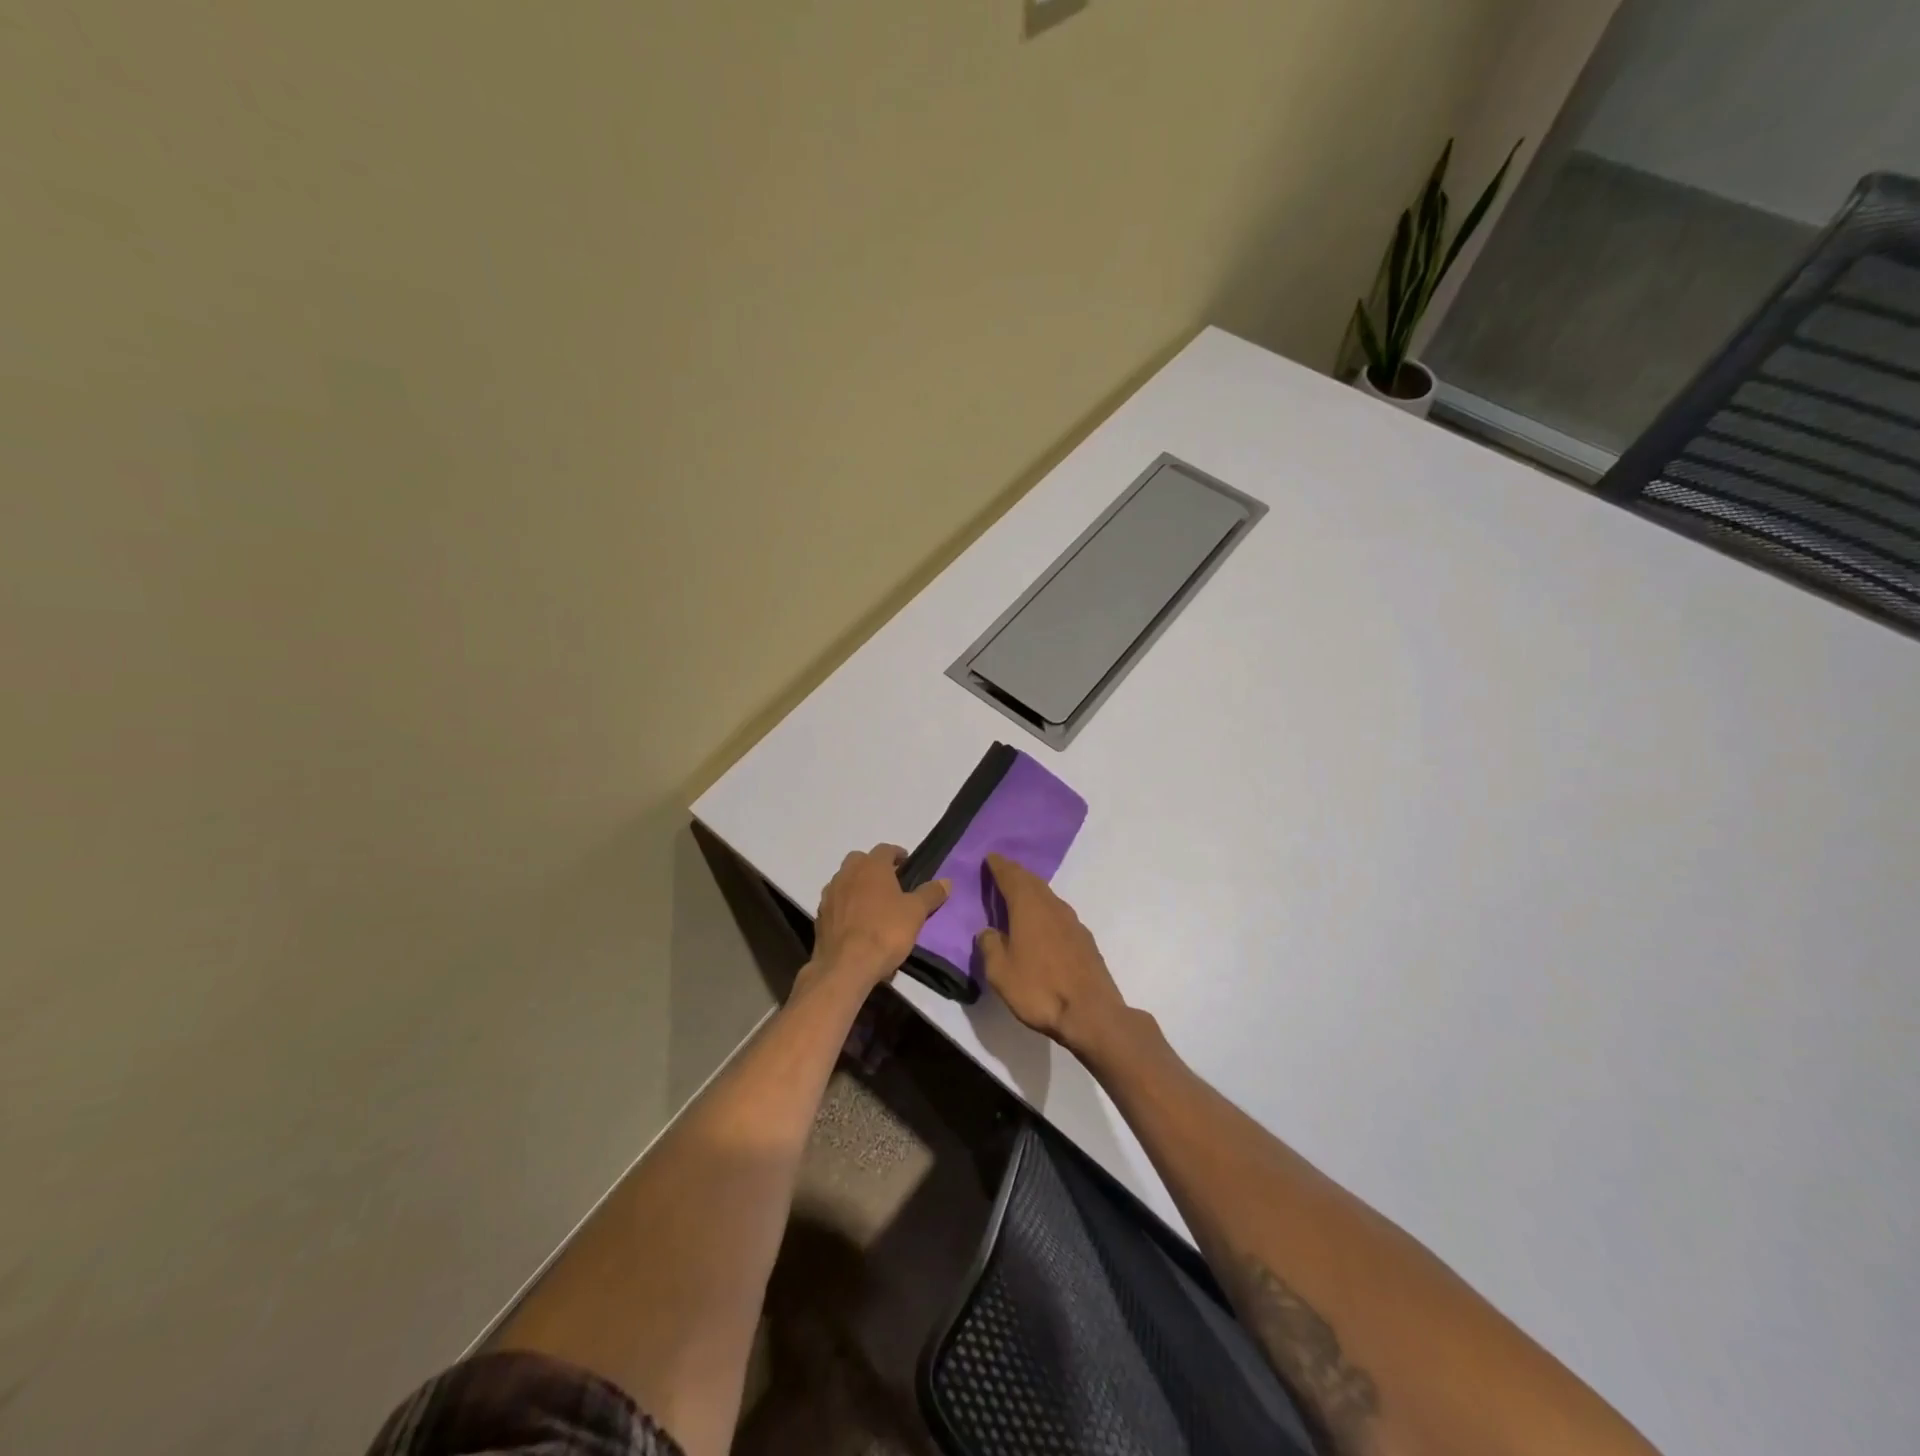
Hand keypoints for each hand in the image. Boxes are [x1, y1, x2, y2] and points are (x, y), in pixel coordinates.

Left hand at [811, 843, 948, 988]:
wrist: (846, 966)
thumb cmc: (885, 932)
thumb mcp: (916, 913)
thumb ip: (930, 894)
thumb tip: (946, 881)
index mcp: (871, 866)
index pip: (885, 849)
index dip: (897, 854)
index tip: (907, 864)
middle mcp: (847, 873)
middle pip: (860, 860)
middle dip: (874, 867)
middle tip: (890, 883)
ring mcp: (830, 894)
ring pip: (845, 880)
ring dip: (857, 885)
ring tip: (872, 903)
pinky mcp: (820, 915)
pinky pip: (836, 902)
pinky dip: (846, 905)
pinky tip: (856, 922)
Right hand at [976, 853, 1129, 1057]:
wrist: (1091, 1013)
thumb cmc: (1039, 989)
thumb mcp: (1001, 972)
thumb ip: (990, 946)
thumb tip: (988, 931)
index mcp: (1029, 907)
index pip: (1011, 876)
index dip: (999, 866)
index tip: (990, 857)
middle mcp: (1052, 906)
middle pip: (1032, 882)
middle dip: (1016, 874)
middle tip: (1002, 871)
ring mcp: (1072, 922)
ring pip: (1048, 897)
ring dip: (1032, 892)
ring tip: (1019, 895)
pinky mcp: (1084, 940)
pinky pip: (1058, 914)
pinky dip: (1045, 910)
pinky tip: (1042, 924)